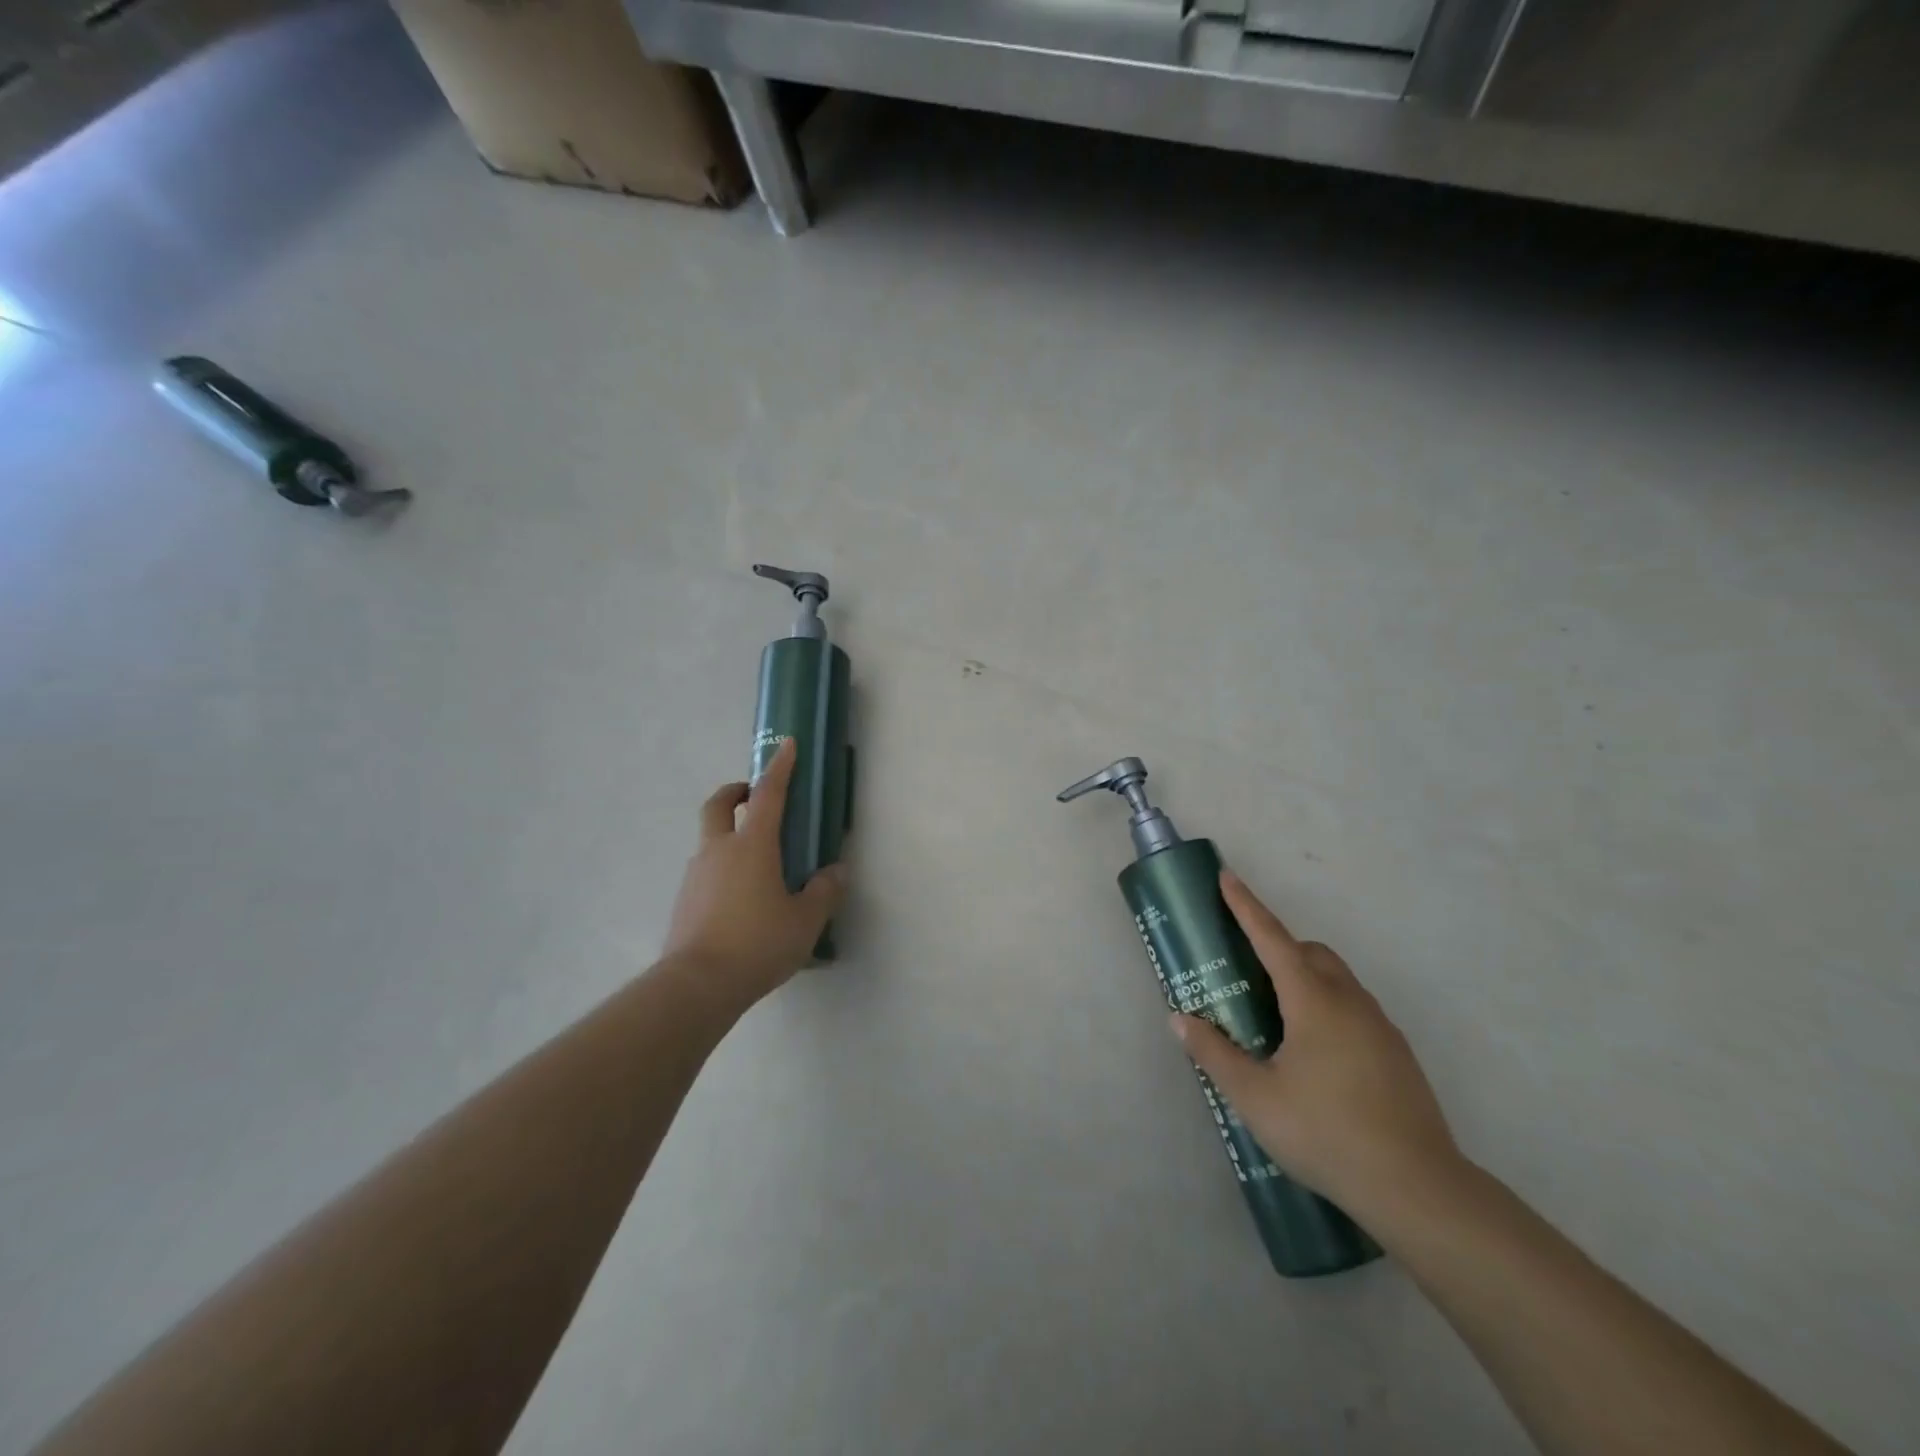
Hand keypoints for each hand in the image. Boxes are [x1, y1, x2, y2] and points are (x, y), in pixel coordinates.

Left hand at [663, 738, 848, 1003]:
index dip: (780, 767)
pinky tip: (740, 900)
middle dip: (735, 792)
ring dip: (729, 835)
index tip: (786, 745)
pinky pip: (706, 871)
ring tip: (758, 864)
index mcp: (752, 846)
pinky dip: (722, 869)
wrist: (697, 985)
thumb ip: (824, 891)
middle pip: (718, 805)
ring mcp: (696, 874)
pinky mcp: (684, 900)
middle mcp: (719, 850)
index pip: (768, 794)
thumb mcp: (805, 920)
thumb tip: (836, 872)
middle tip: (751, 795)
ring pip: (710, 840)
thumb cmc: (758, 943)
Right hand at [1172, 871, 1458, 1222]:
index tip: (1227, 877)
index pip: (1272, 938)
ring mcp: (1380, 1026)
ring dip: (1304, 977)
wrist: (1419, 1189)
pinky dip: (1326, 1006)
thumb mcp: (1255, 1097)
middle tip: (1245, 970)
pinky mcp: (1396, 1053)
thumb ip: (1215, 1054)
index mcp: (1313, 1001)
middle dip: (1277, 945)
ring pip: (1336, 979)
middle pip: (1310, 953)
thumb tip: (1181, 1020)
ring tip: (1276, 1017)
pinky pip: (1353, 1007)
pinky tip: (1314, 1054)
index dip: (1246, 906)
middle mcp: (1350, 1001)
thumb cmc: (1326, 1133)